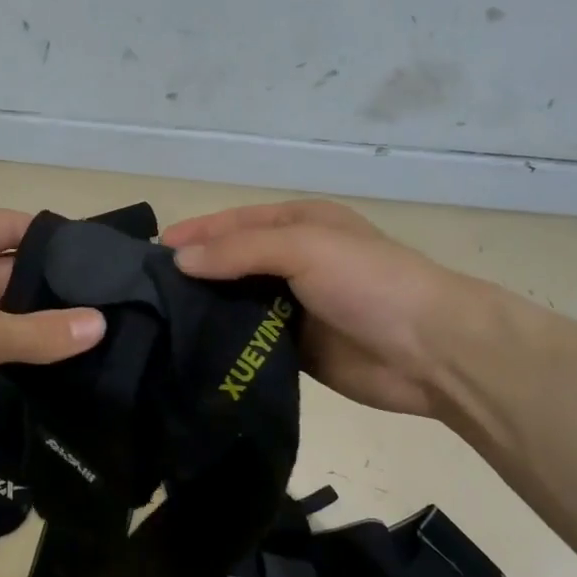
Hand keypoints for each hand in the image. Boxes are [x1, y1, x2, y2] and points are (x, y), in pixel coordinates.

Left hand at [0, 210, 105, 463]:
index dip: (53, 236)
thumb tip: (100, 323)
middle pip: (13, 270)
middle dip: (53, 286)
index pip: (14, 226)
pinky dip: (20, 350)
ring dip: (39, 323)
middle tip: (109, 305)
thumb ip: (43, 331)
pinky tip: (57, 363)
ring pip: (5, 311)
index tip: (98, 258)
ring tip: (93, 336)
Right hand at [163, 200, 477, 418]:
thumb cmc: (370, 282)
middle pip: (231, 264)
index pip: (234, 224)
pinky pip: (251, 341)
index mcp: (300, 225)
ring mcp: (295, 308)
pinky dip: (225, 343)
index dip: (195, 234)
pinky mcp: (296, 349)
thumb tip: (180, 261)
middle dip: (194, 274)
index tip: (152, 253)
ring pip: (237, 304)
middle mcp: (294, 262)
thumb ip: (240, 251)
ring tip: (158, 324)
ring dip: (205, 311)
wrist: (430, 351)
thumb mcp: (305, 247)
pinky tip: (191, 352)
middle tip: (146, 294)